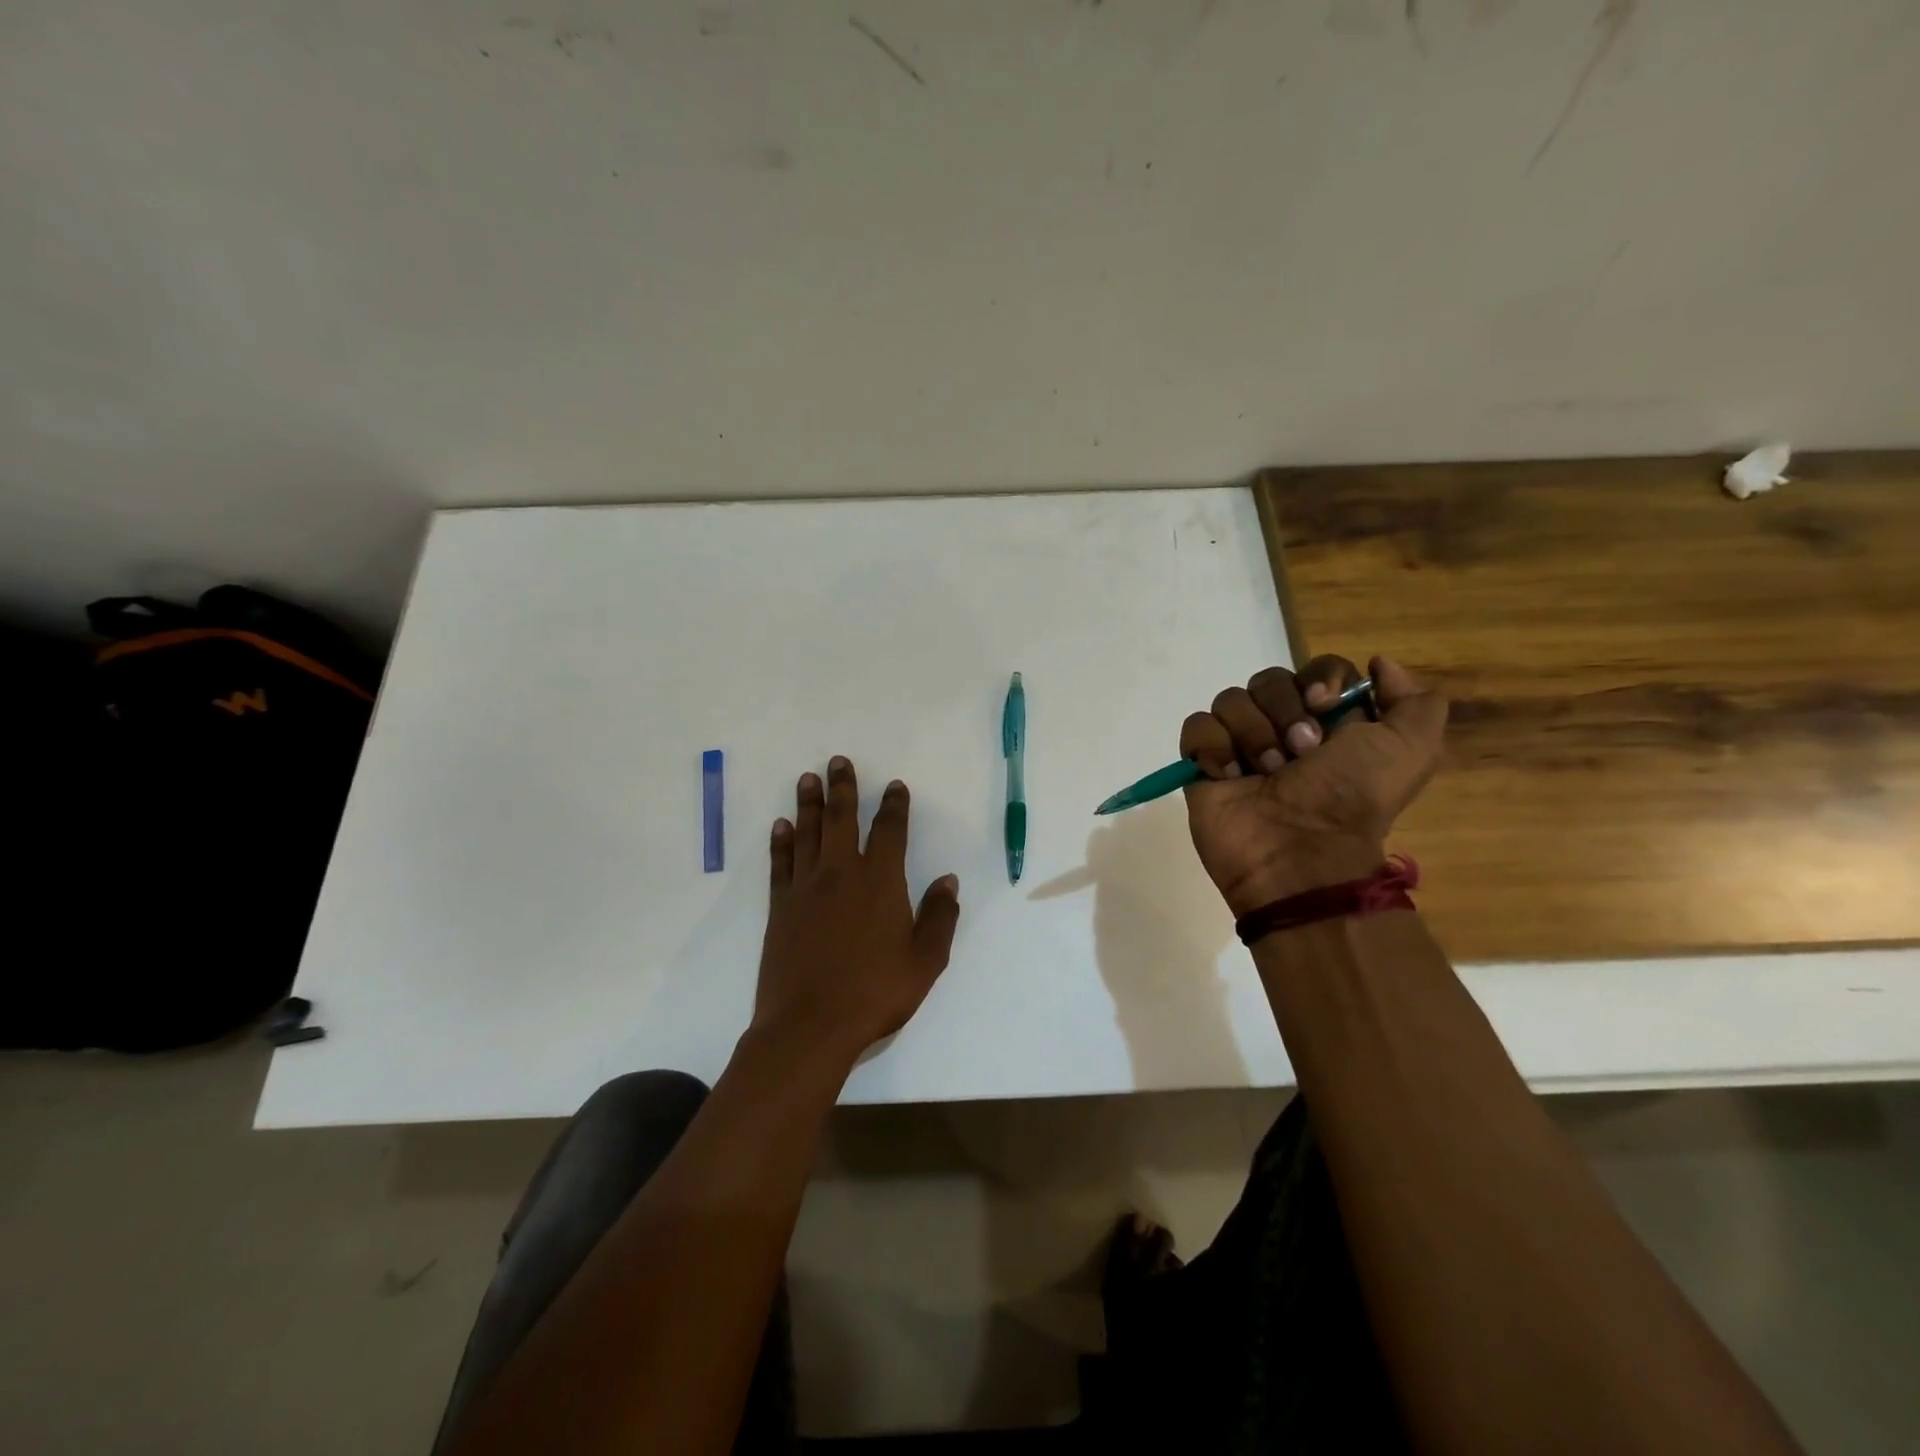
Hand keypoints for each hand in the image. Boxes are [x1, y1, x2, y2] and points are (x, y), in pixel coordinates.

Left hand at [753, 756, 961, 1062]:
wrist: (810, 1025)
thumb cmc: (875, 992)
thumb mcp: (925, 960)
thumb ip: (939, 917)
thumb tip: (948, 880)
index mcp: (880, 881)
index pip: (890, 831)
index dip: (893, 806)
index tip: (893, 786)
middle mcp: (841, 873)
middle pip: (842, 819)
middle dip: (843, 788)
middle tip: (837, 761)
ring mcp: (806, 888)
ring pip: (808, 833)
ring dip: (808, 803)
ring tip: (808, 778)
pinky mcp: (781, 907)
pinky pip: (781, 862)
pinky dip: (781, 841)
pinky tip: (781, 825)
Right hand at [1180, 656, 1447, 914]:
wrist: (1299, 855)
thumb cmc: (1352, 800)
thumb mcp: (1411, 750)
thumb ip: (1416, 703)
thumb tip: (1380, 665)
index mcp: (1331, 721)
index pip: (1317, 668)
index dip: (1320, 677)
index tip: (1324, 704)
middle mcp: (1283, 727)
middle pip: (1269, 680)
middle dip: (1284, 712)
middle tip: (1300, 754)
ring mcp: (1239, 744)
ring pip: (1230, 699)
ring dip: (1252, 734)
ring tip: (1265, 773)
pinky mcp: (1203, 764)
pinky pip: (1197, 726)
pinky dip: (1213, 747)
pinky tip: (1229, 775)